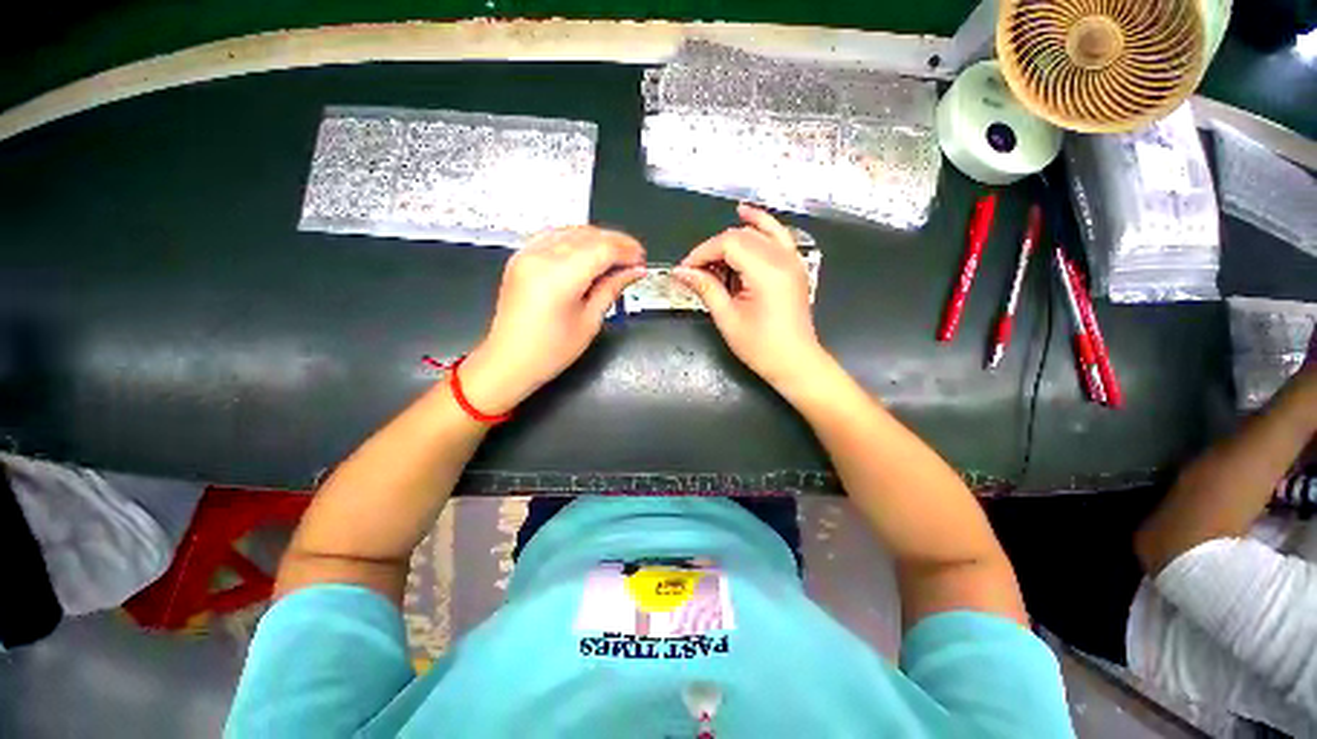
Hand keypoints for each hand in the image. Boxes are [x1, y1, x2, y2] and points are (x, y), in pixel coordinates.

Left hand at [461, 227, 645, 413]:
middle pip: (588, 235)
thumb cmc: (552, 351)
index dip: (627, 250)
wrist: (508, 361)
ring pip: (571, 231)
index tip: (642, 261)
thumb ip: (612, 289)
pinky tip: (588, 251)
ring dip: (598, 239)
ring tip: (616, 255)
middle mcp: (541, 257)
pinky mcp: (520, 257)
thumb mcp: (589, 322)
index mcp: (560, 277)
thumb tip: (635, 271)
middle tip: (635, 258)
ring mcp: (527, 253)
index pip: (602, 249)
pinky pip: (553, 235)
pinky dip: (575, 239)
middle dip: (616, 242)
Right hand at [674, 204, 826, 390]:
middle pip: (740, 235)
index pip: (728, 243)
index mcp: (767, 271)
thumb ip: (706, 288)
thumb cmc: (761, 347)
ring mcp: (792, 259)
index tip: (685, 270)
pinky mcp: (794, 265)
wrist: (795, 362)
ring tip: (711, 256)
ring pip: (756, 232)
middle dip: (713, 249)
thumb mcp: (728, 318)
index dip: (702, 253)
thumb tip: (680, 272)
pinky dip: (760, 224)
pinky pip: (777, 235)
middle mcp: (782, 257)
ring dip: (731, 239)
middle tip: (695, 272)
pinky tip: (745, 214)